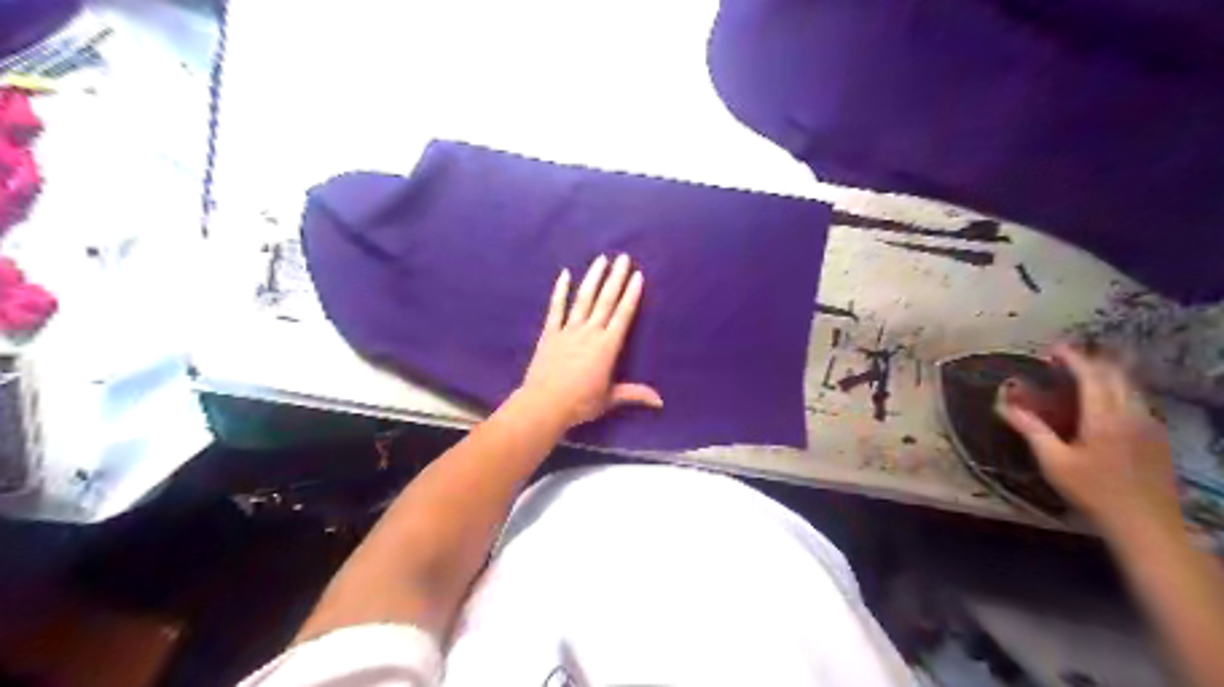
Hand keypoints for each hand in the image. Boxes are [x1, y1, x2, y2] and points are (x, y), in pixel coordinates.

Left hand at [520, 255, 665, 432]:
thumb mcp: (610, 399)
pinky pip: (556, 308)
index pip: (623, 315)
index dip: (631, 295)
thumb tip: (660, 402)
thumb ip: (634, 394)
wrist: (544, 404)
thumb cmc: (580, 403)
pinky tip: (565, 274)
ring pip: (584, 299)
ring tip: (601, 259)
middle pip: (606, 301)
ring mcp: (569, 330)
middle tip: (623, 257)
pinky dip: (560, 290)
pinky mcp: (550, 333)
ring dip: (593, 278)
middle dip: (616, 278)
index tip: (637, 276)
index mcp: (607, 347)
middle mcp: (590, 332)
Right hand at [999, 347, 1180, 539]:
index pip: (1091, 376)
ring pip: (1131, 387)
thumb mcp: (1054, 462)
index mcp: (1105, 417)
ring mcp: (1149, 424)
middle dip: (1091, 361)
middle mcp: (1132, 414)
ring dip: (1108, 374)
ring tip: (1084, 373)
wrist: (1146, 524)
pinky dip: (1120, 389)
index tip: (1053, 348)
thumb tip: (1003, 404)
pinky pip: (1138, 400)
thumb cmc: (1093, 492)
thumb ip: (1031, 429)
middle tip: (1066, 359)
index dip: (1073, 358)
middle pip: (1116, 375)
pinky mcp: (1157, 437)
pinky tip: (1107, 400)